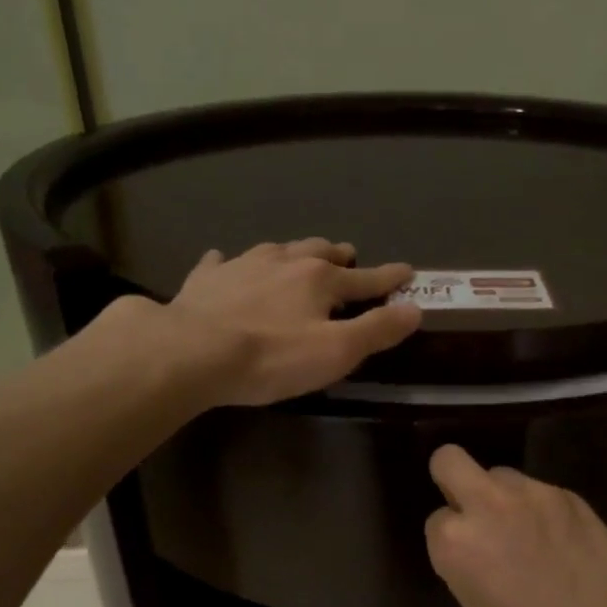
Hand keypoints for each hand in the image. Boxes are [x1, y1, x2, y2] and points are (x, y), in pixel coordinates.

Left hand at [162, 238, 420, 405]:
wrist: (191, 352)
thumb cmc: (272, 357)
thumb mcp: (337, 352)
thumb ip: (377, 330)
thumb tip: (415, 309)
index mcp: (320, 280)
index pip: (365, 278)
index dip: (389, 277)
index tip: (408, 271)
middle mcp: (284, 262)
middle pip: (319, 252)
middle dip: (338, 255)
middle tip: (347, 256)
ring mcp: (242, 265)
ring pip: (277, 249)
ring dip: (293, 251)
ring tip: (299, 254)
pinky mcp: (207, 279)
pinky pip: (221, 262)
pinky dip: (229, 261)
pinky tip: (224, 260)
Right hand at [424, 445, 606, 606]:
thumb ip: (466, 566)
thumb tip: (477, 550)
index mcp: (455, 541)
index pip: (437, 519)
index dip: (450, 538)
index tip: (468, 559)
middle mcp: (487, 504)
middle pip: (450, 460)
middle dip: (454, 480)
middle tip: (475, 512)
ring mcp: (531, 493)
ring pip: (500, 475)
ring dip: (503, 498)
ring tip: (527, 534)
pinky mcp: (568, 494)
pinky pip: (540, 491)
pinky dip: (541, 510)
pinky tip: (561, 541)